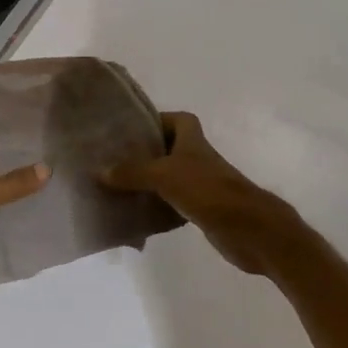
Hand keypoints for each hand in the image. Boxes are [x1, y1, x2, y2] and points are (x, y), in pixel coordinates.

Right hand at [101, 112, 280, 274]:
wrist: (248, 229)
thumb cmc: (208, 190)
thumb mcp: (164, 175)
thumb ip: (132, 172)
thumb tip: (99, 171)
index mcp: (192, 140)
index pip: (178, 119)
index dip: (157, 120)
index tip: (130, 130)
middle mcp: (197, 159)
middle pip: (169, 148)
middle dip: (144, 153)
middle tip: (112, 159)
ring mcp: (200, 185)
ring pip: (168, 178)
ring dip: (147, 182)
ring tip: (115, 186)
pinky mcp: (201, 210)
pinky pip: (172, 204)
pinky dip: (156, 208)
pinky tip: (135, 214)